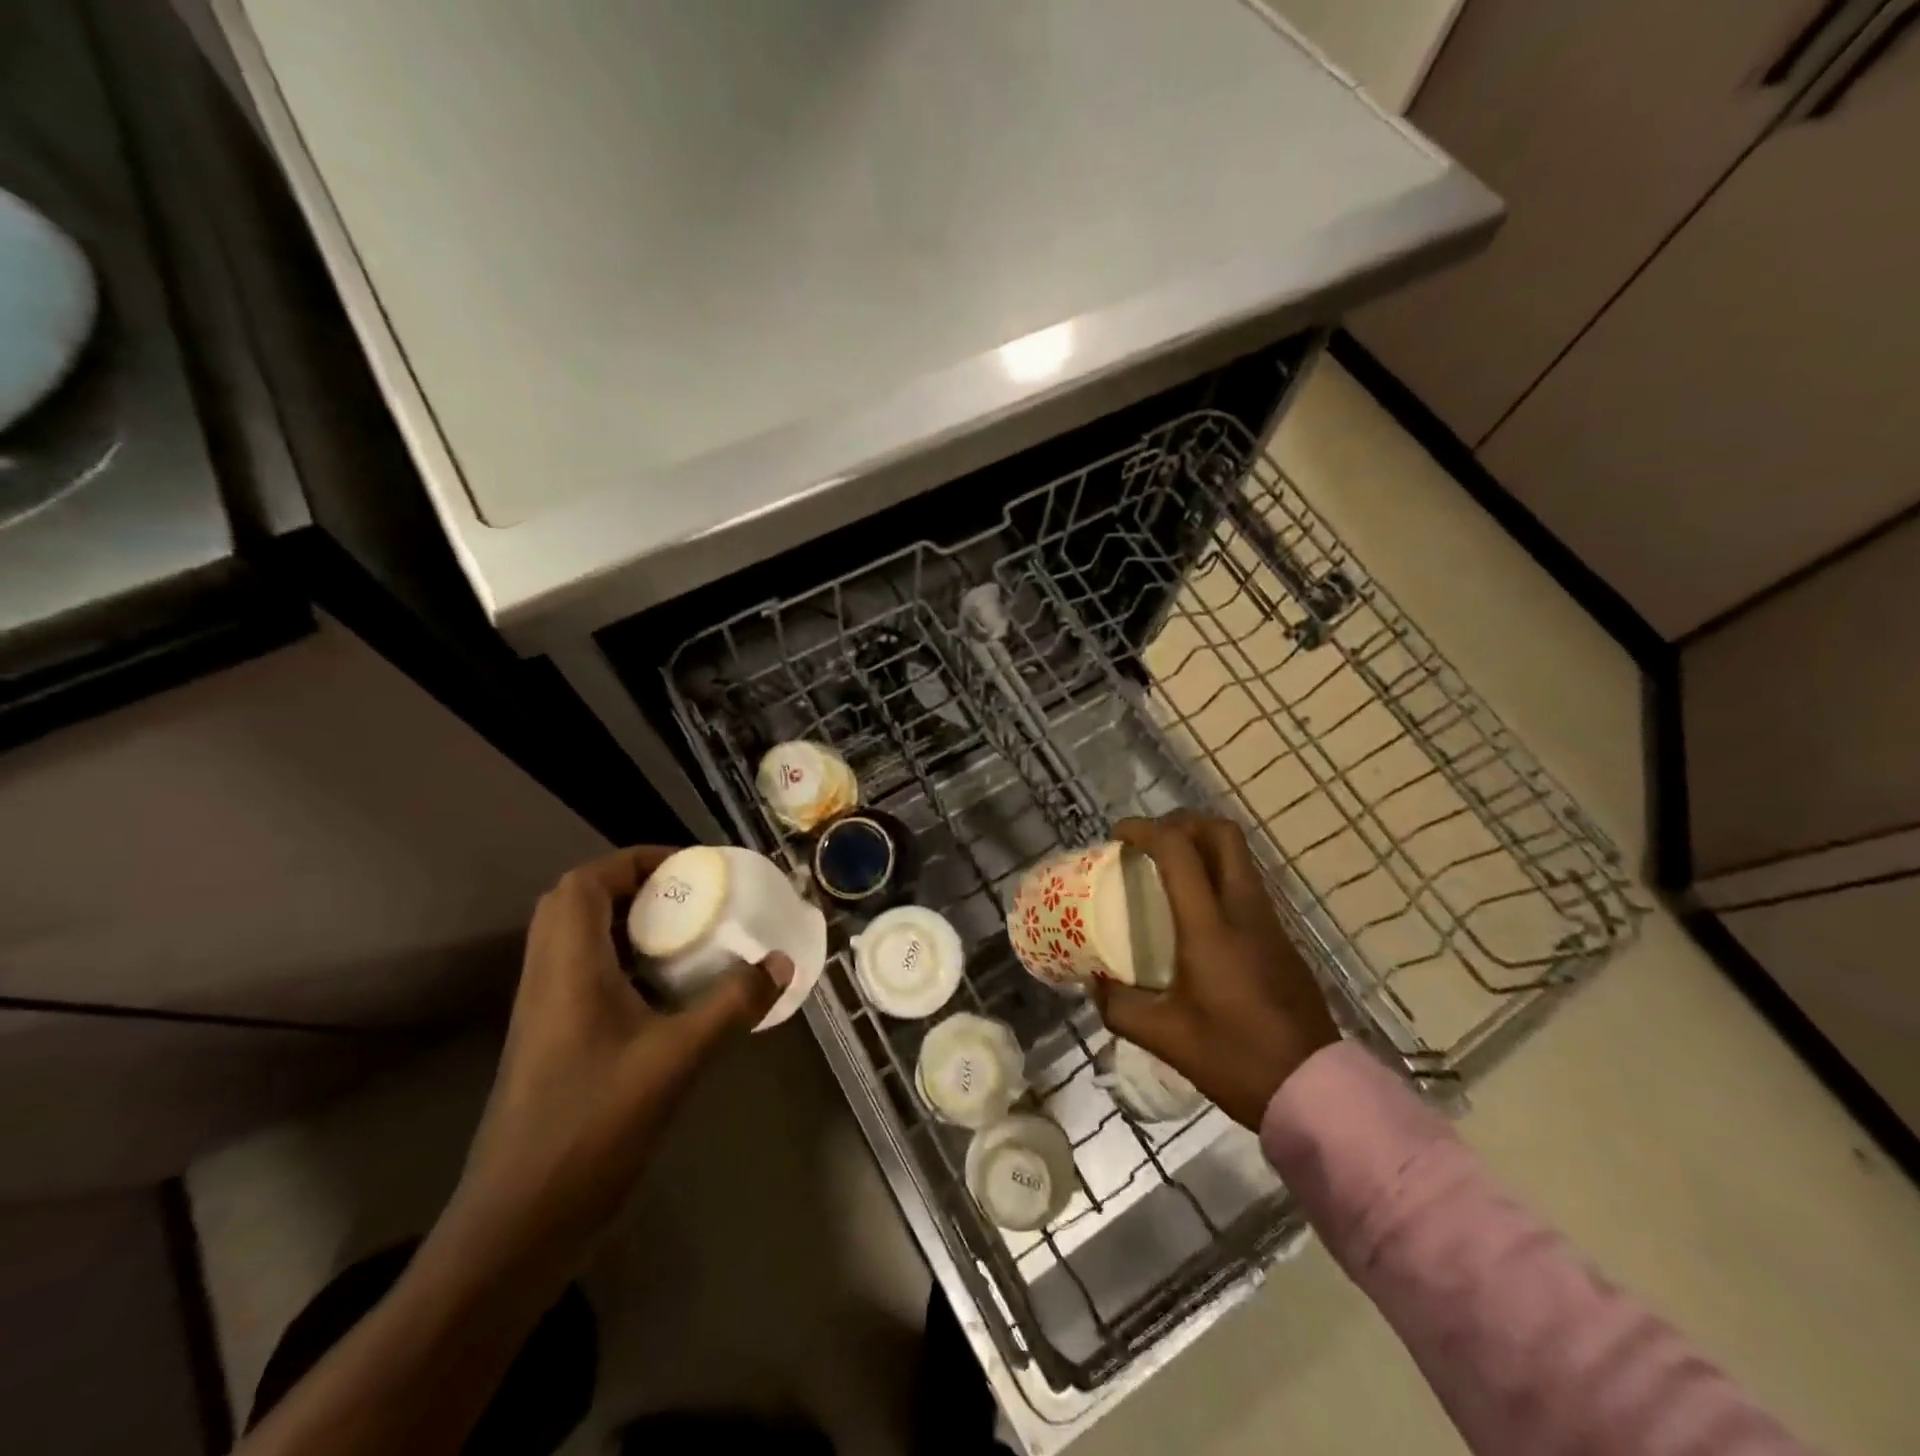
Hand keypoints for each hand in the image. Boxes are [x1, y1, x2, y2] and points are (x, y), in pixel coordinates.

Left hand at [440, 846, 790, 1280]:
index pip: (586, 882)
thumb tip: (781, 962)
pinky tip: (667, 991)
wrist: (515, 1226)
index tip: (690, 868)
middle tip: (689, 897)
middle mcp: (547, 978)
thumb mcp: (677, 1060)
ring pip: (577, 940)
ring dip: (628, 923)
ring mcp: (544, 1013)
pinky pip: (585, 975)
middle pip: (576, 903)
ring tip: (686, 934)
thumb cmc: (592, 1129)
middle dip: (634, 886)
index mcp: (568, 967)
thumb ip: (733, 1005)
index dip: (636, 861)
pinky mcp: (551, 1043)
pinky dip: (624, 962)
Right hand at [1091, 814, 1338, 1128]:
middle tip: (1150, 842)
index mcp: (1210, 928)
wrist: (1314, 1090)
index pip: (1179, 851)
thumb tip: (1094, 984)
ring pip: (1239, 856)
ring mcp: (1270, 921)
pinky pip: (1247, 884)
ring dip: (1202, 846)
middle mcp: (1244, 911)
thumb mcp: (1166, 1037)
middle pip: (1222, 833)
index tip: (1118, 835)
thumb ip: (1120, 1007)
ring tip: (1168, 871)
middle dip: (1182, 823)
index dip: (1145, 830)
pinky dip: (1218, 875)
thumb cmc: (1235, 1059)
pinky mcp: (1282, 938)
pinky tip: (1197, 912)